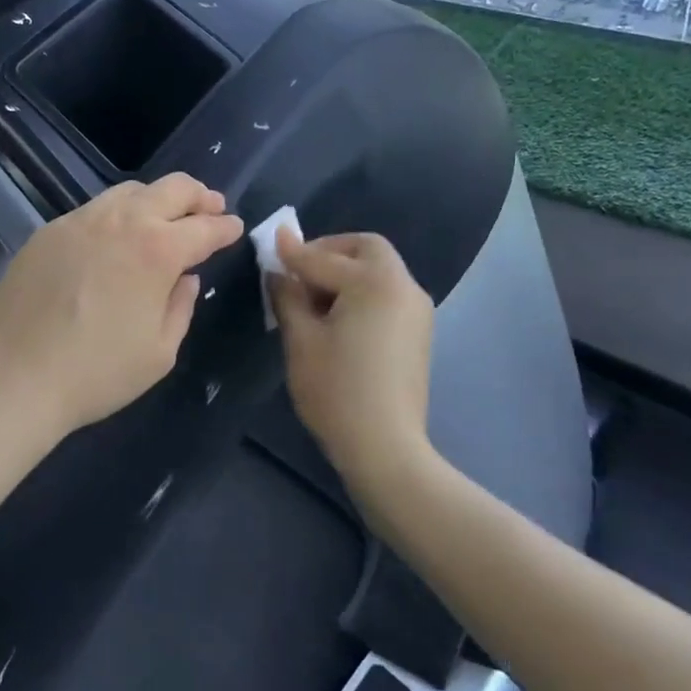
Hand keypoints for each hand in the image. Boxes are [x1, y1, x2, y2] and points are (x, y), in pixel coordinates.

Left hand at [0, 173, 243, 443]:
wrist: (12, 377)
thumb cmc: (96, 373)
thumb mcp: (159, 353)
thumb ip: (181, 308)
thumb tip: (186, 279)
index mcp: (158, 250)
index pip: (205, 227)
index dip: (226, 227)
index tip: (235, 227)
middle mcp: (122, 222)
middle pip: (172, 188)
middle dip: (199, 195)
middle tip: (211, 207)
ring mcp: (81, 221)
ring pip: (130, 190)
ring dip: (158, 198)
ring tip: (165, 216)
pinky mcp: (49, 231)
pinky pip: (95, 208)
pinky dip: (118, 213)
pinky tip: (116, 236)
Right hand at [271, 230, 436, 493]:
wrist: (385, 447)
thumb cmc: (336, 390)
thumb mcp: (301, 339)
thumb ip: (288, 296)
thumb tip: (278, 271)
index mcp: (375, 282)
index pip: (324, 258)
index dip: (293, 252)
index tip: (271, 242)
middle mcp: (403, 286)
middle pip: (366, 249)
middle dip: (330, 251)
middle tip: (299, 270)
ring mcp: (417, 309)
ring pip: (379, 271)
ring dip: (346, 272)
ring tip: (313, 299)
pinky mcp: (419, 332)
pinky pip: (387, 294)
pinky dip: (362, 292)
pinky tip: (338, 318)